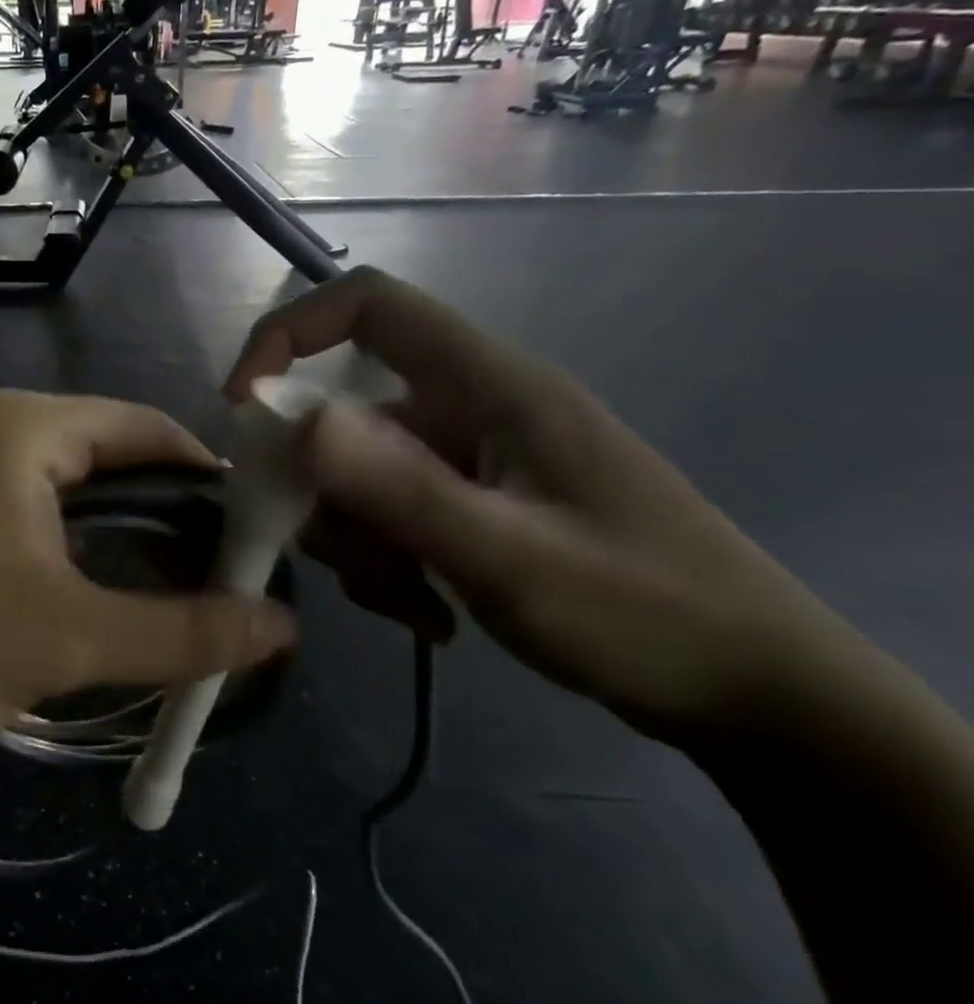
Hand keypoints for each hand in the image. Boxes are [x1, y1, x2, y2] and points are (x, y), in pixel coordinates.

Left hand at [0, 391, 297, 765]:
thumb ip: (185, 632)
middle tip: (196, 570)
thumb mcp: (70, 640)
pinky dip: (39, 530)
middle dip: (149, 509)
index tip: (243, 531)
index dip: (203, 476)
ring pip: (42, 476)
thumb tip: (282, 628)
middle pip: (92, 450)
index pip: (140, 428)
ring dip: (94, 525)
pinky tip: (51, 580)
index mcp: (12, 425)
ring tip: (135, 582)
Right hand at [227, 268, 867, 743]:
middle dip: (323, 488)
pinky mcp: (472, 504)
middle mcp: (470, 408)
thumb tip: (295, 421)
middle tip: (343, 558)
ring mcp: (470, 460)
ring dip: (358, 541)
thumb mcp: (512, 559)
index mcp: (489, 385)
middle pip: (345, 413)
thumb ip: (400, 488)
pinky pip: (388, 516)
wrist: (758, 697)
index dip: (290, 334)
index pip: (369, 306)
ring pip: (358, 476)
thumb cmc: (649, 616)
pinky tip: (430, 614)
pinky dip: (386, 563)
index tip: (244, 405)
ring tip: (410, 603)